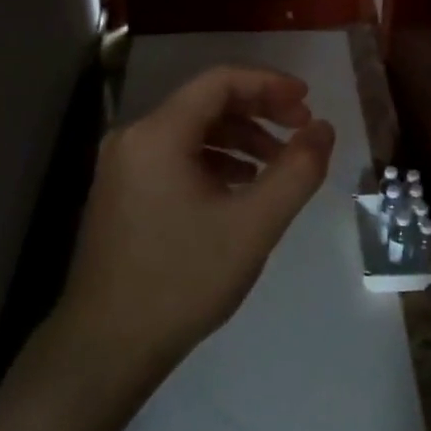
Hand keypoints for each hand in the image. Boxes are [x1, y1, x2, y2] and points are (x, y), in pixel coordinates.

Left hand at [56, 66, 335, 392]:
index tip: (308, 100)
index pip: (220, 81)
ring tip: (277, 165)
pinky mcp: (122, 193)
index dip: (269, 83)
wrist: (106, 348)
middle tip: (301, 130)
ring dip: (240, 138)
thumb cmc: (183, 280)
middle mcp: (133, 138)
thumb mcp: (254, 225)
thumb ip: (297, 171)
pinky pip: (175, 157)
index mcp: (158, 134)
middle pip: (206, 102)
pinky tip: (240, 188)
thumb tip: (324, 128)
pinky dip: (215, 160)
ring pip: (192, 131)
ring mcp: (122, 167)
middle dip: (259, 110)